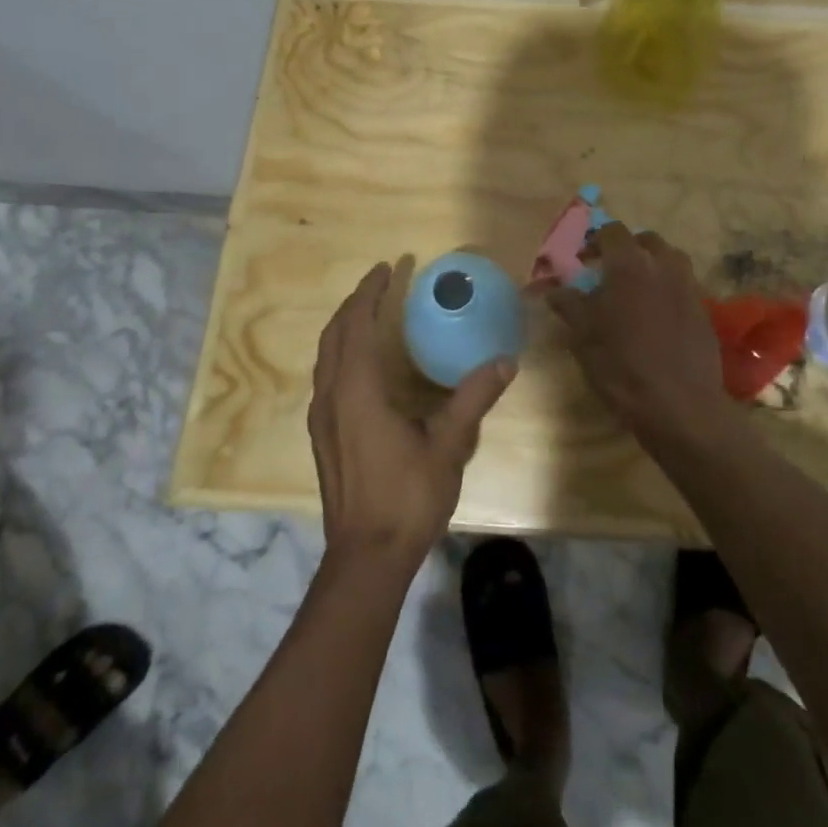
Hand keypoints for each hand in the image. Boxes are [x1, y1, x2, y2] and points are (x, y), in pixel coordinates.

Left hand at [309, 263, 515, 565]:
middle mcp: (331, 396)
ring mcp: (321, 418)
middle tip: (381, 282)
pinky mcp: (322, 436)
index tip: (388, 268)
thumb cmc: (406, 497)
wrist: (365, 557)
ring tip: (370, 313)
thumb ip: (474, 397)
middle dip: (355, 303)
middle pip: (335, 335)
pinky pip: (327, 376)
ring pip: (326, 356)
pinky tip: (363, 364)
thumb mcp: (448, 445)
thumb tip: (506, 360)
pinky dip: (342, 353)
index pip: (357, 325)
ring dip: (345, 327)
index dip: (370, 293)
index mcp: (357, 390)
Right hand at [545, 225, 727, 438]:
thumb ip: (570, 305)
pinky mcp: (704, 310)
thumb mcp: (584, 337)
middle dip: (627, 249)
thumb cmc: (622, 366)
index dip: (595, 241)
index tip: (583, 260)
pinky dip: (668, 288)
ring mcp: (688, 286)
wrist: (680, 405)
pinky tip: (656, 314)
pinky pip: (683, 285)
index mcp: (630, 264)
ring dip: (651, 265)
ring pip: (670, 260)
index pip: (612, 232)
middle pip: (646, 241)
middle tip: (609, 272)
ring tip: (636, 289)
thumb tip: (555, 289)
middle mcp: (663, 265)